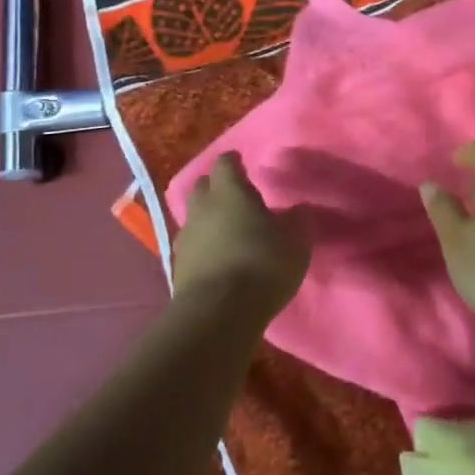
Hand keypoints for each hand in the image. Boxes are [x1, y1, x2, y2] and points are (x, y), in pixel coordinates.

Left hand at [172, 152, 311, 315]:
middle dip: (217, 187)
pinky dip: (203, 245)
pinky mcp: (178, 265)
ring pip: (195, 216)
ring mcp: (186, 236)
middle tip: (235, 197)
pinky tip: (217, 256)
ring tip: (227, 229)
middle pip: (204, 186)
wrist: (218, 312)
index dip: (234, 162)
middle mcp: (203, 207)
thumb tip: (296, 210)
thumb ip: (297, 221)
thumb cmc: (262, 264)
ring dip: (208, 218)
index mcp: (230, 192)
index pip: (226, 163)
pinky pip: (191, 244)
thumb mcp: (296, 242)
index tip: (243, 164)